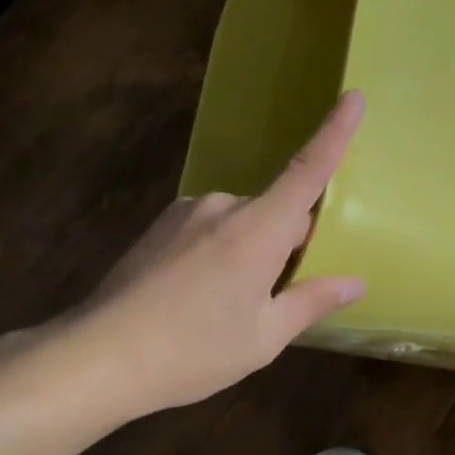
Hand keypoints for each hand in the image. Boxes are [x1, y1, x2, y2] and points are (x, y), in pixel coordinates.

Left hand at [59, 91, 367, 415]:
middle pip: (278, 211)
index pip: (307, 171)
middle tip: (277, 298)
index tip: (354, 96)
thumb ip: (312, 301)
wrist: (98, 358)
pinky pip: (213, 227)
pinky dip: (224, 251)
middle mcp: (224, 206)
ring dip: (253, 250)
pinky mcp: (162, 224)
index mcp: (258, 229)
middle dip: (290, 243)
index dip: (334, 132)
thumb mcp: (264, 337)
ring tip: (229, 306)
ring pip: (245, 221)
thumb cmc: (193, 350)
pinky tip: (199, 295)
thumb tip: (355, 283)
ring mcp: (188, 211)